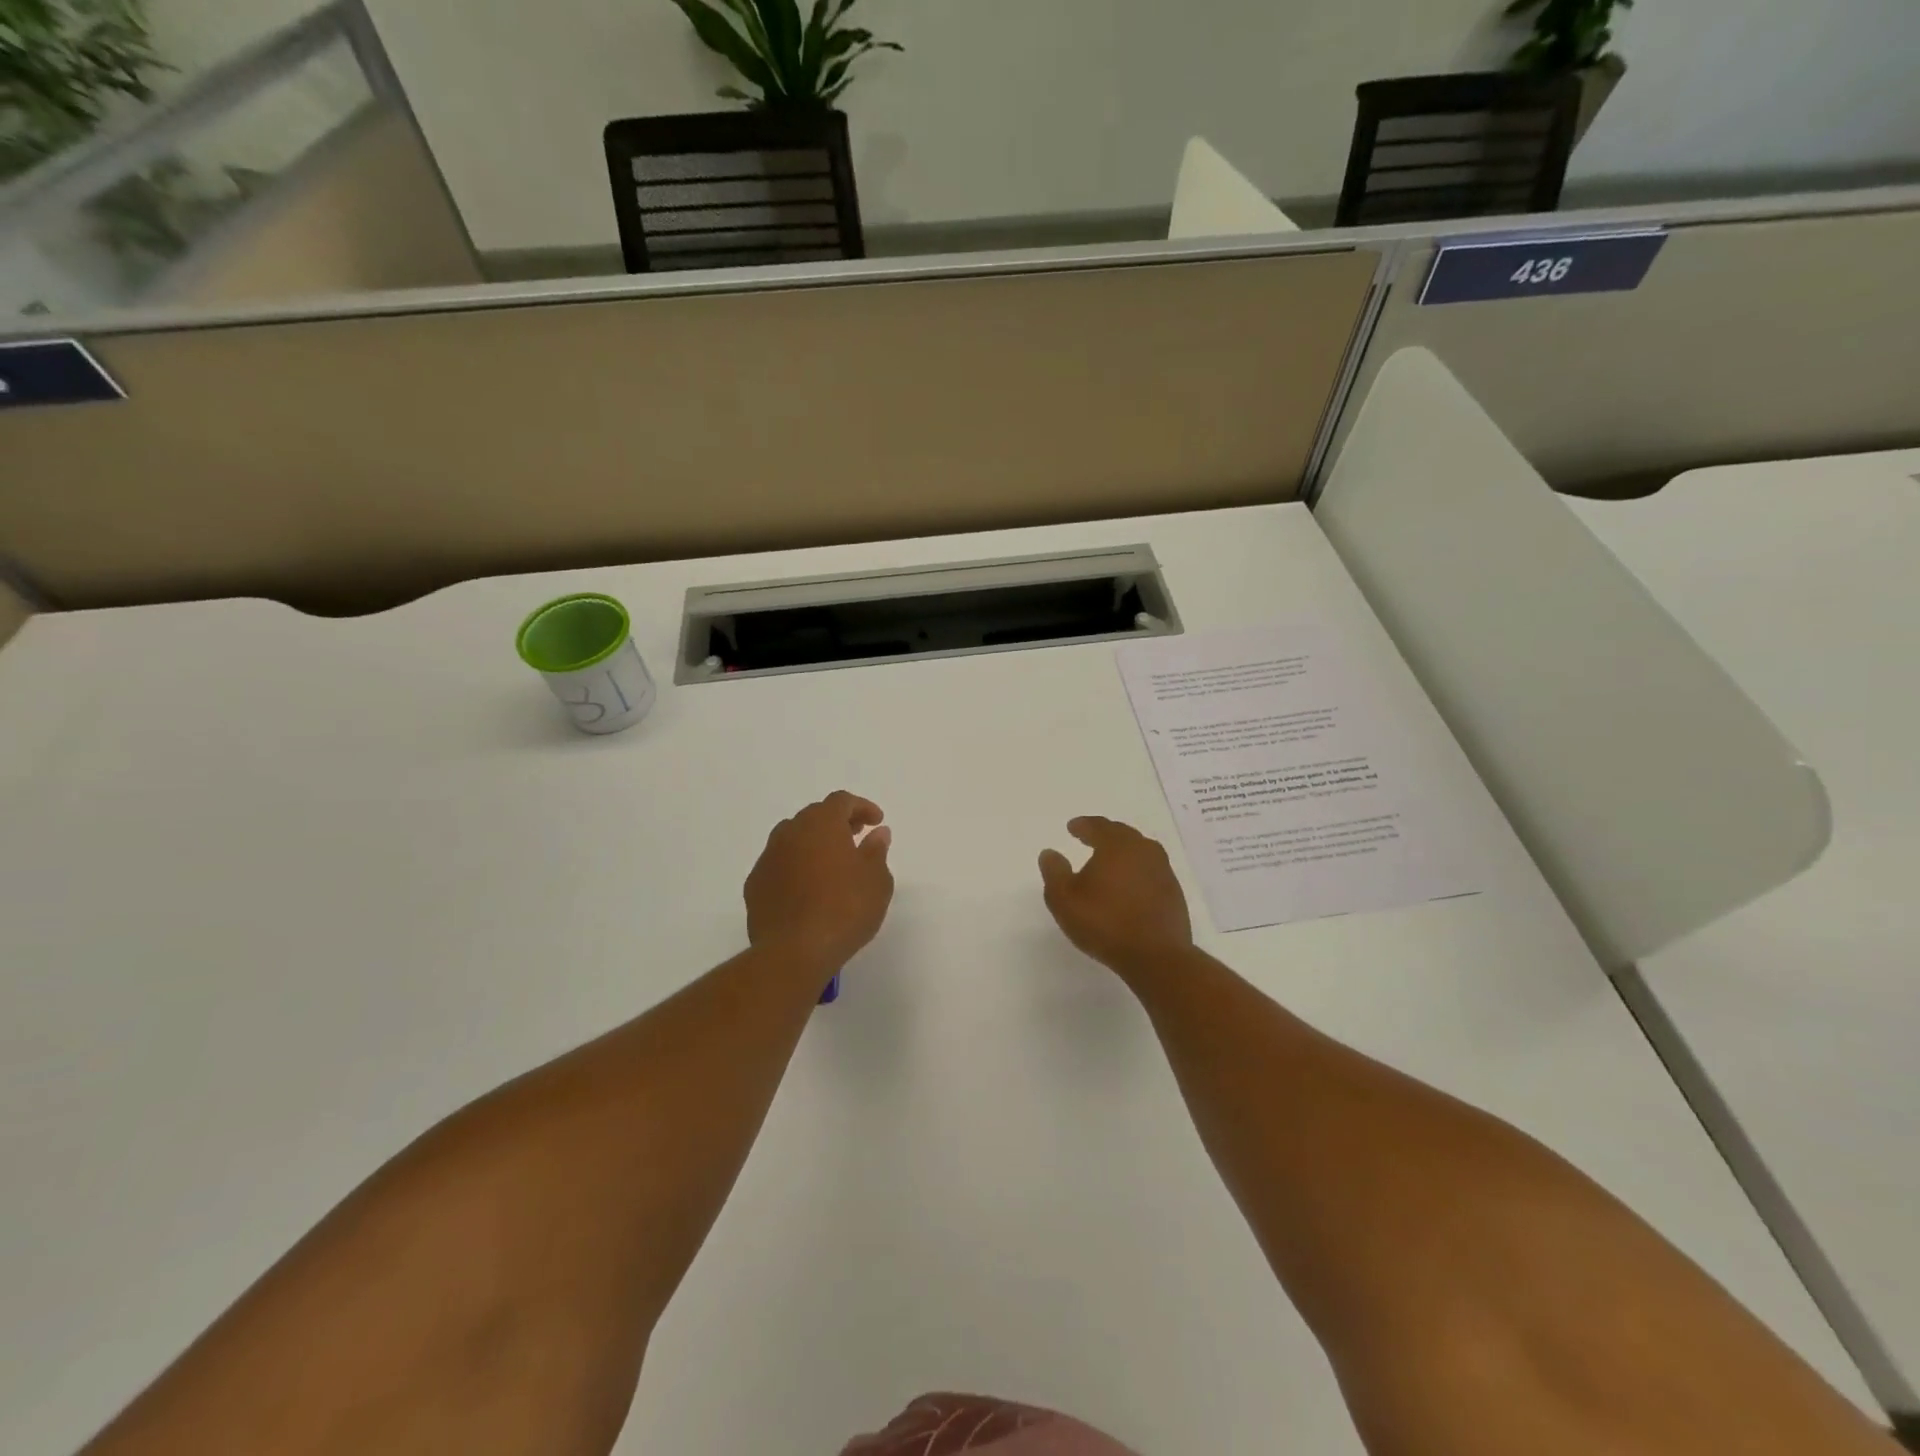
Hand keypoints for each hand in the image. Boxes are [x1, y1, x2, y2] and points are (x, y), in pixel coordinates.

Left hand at [746, 792, 893, 972]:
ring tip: (831, 864)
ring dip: (812, 844)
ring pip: (792, 838)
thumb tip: (877, 833)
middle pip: (814, 815)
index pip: (841, 801)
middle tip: (855, 838)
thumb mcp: (876, 880)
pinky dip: (795, 867)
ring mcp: (768, 858)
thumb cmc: (845, 910)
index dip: (861, 807)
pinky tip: (807, 889)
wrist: (794, 951)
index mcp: (821, 824)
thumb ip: (876, 851)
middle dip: (836, 822)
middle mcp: (790, 833)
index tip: (876, 822)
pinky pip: (778, 865)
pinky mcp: (754, 885)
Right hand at [1038, 816, 1192, 978]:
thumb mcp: (1064, 900)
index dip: (1083, 825)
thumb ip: (1054, 872)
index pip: (1098, 826)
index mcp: (1117, 845)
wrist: (1157, 956)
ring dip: (1123, 852)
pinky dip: (1137, 871)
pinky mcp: (1173, 892)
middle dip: (1105, 834)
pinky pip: (1150, 870)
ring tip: (1110, 861)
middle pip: (1122, 834)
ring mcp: (1163, 871)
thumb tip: (1050, 852)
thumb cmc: (1105, 923)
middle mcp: (1143, 850)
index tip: (1072, 827)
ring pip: (1140, 851)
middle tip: (1090, 837)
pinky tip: (1129, 885)